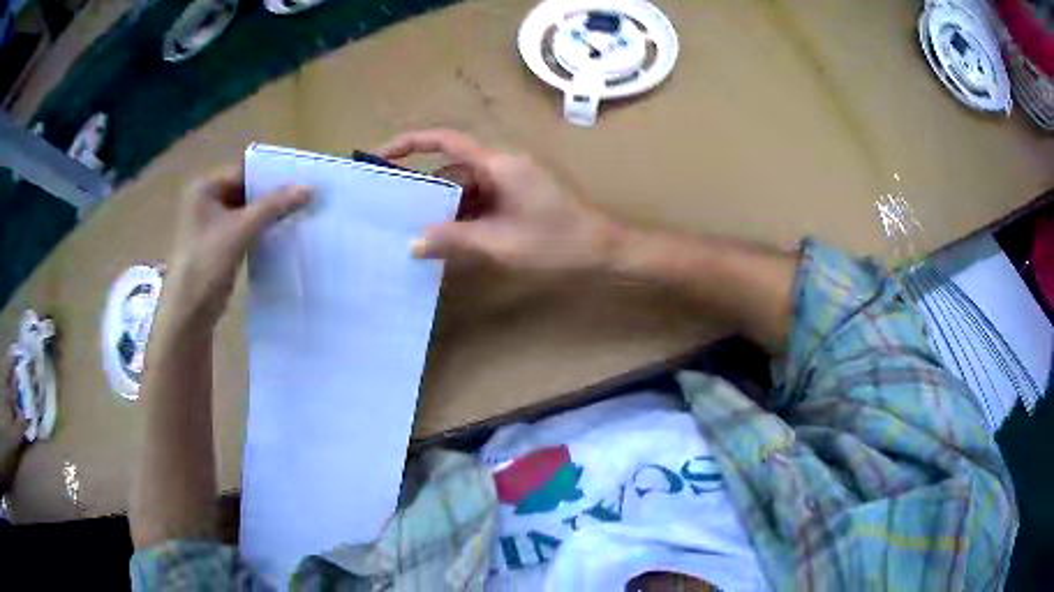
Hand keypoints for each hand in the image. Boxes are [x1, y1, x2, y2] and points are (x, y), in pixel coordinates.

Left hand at [163, 167, 311, 326]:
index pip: (245, 171)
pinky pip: (245, 229)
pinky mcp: (220, 245)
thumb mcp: (241, 230)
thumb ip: (273, 207)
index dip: (272, 175)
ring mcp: (212, 224)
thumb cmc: (207, 264)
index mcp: (205, 188)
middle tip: (305, 197)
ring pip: (248, 211)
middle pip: (247, 190)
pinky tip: (283, 234)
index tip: (301, 179)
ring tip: (300, 213)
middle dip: (273, 195)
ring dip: (270, 214)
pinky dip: (262, 230)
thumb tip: (310, 188)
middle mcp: (207, 200)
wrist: (190, 313)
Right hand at [379, 129, 620, 272]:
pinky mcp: (514, 198)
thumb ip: (454, 240)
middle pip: (451, 170)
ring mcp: (509, 183)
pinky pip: (478, 202)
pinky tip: (445, 241)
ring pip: (463, 189)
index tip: (382, 156)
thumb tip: (413, 243)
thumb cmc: (558, 242)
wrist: (603, 251)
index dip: (411, 143)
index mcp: (498, 164)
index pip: (446, 140)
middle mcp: (500, 166)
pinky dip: (461, 219)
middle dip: (424, 191)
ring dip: (442, 210)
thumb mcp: (501, 243)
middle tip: (392, 214)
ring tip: (412, 234)